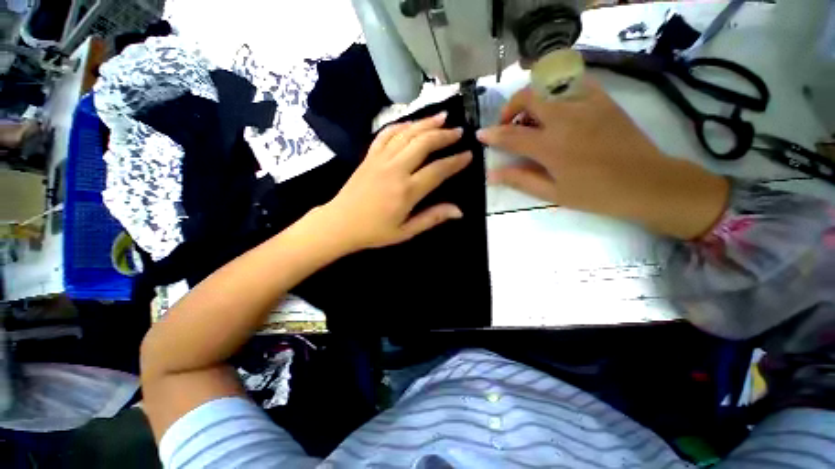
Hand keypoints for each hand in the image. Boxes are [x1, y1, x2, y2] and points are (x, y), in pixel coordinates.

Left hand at [319, 112, 472, 251]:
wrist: (340, 223)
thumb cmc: (374, 231)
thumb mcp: (406, 231)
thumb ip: (432, 218)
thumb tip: (459, 211)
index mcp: (406, 191)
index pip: (437, 170)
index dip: (455, 161)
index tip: (468, 155)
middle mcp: (395, 169)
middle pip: (423, 143)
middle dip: (444, 135)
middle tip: (459, 131)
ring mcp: (380, 159)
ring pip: (407, 133)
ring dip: (426, 123)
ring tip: (442, 117)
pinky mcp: (369, 156)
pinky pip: (386, 134)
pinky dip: (401, 125)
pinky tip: (412, 123)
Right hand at [477, 77, 729, 239]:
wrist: (647, 182)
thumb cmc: (596, 193)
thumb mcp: (552, 193)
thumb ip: (520, 180)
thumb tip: (492, 174)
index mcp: (551, 146)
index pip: (511, 135)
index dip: (492, 134)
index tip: (480, 134)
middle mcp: (565, 118)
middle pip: (528, 97)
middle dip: (510, 108)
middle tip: (509, 125)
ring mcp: (586, 104)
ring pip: (549, 86)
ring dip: (532, 99)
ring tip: (533, 119)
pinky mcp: (603, 100)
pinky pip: (574, 83)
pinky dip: (557, 91)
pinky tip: (558, 108)